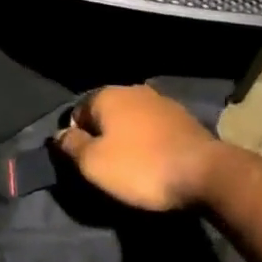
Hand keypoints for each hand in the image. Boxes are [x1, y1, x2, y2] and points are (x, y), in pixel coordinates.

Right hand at [53, 84, 223, 211]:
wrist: (203, 171)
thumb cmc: (140, 167)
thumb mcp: (94, 163)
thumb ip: (71, 146)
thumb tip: (58, 134)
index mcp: (108, 95)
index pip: (78, 112)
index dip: (76, 138)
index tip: (85, 164)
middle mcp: (133, 89)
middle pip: (106, 113)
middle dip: (102, 136)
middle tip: (106, 168)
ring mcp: (160, 100)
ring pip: (131, 119)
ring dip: (127, 138)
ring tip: (130, 167)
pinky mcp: (181, 116)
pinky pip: (153, 127)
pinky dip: (148, 141)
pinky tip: (153, 160)